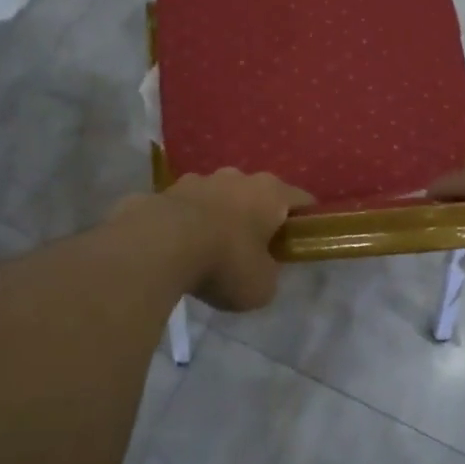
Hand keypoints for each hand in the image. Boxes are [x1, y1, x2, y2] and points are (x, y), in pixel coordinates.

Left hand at [123, 170, 311, 311]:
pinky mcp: (165, 190)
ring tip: (210, 248)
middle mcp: (237, 177)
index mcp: (270, 193)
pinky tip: (178, 248)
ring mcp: (198, 180)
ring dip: (219, 216)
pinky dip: (186, 223)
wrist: (158, 245)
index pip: (301, 200)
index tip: (302, 240)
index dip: (305, 220)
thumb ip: (269, 274)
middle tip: (254, 249)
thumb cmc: (224, 263)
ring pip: (218, 197)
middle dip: (257, 217)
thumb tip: (260, 269)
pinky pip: (185, 207)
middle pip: (256, 194)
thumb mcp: (262, 286)